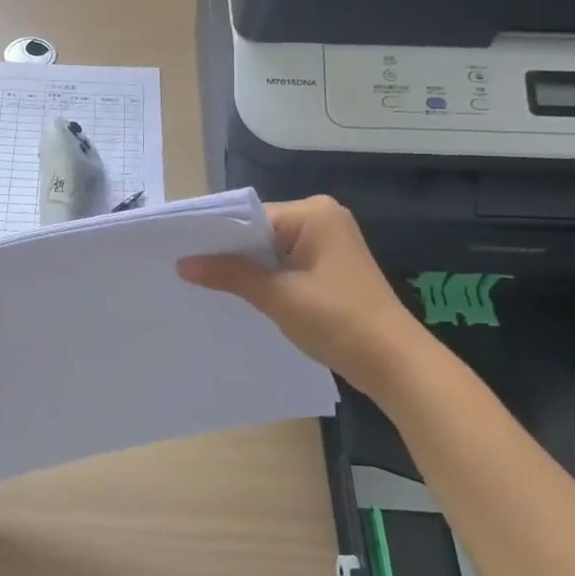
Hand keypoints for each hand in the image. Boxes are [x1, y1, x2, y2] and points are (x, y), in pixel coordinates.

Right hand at [178, 196, 432, 397]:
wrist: (393, 362)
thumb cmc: (337, 321)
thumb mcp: (277, 296)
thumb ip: (229, 274)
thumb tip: (182, 263)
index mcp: (314, 213)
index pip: (251, 217)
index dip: (216, 237)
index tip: (181, 253)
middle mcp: (322, 219)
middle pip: (260, 232)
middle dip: (230, 254)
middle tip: (185, 271)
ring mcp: (328, 244)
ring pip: (271, 250)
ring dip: (246, 269)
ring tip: (205, 285)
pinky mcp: (330, 268)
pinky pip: (286, 265)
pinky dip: (266, 279)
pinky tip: (242, 296)